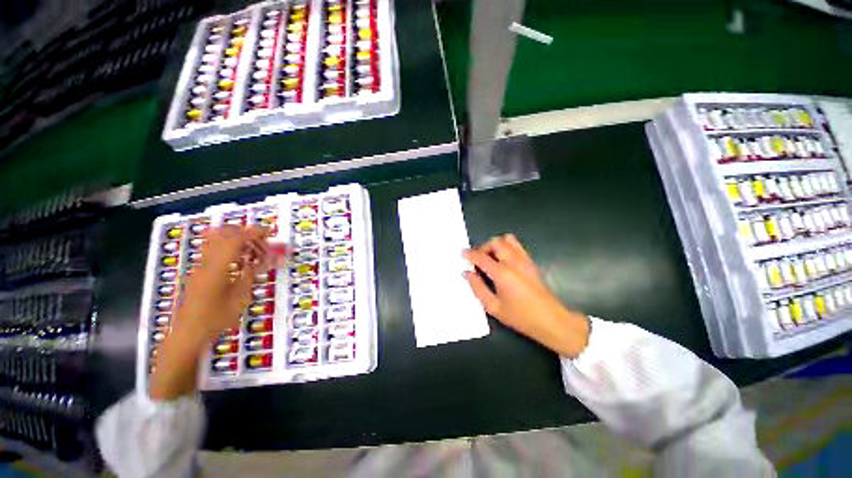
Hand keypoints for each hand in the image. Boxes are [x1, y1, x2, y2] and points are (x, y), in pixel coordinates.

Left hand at [150, 225, 269, 399]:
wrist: (188, 333)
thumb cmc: (216, 318)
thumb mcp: (240, 298)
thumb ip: (250, 275)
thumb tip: (261, 261)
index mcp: (218, 266)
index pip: (236, 239)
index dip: (254, 232)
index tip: (269, 232)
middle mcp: (207, 261)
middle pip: (224, 234)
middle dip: (245, 233)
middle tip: (262, 243)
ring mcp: (201, 266)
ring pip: (217, 241)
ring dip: (236, 240)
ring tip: (253, 251)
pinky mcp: (199, 272)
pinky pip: (215, 251)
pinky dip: (229, 249)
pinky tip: (240, 262)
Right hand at [463, 234, 589, 357]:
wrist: (551, 321)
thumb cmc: (520, 317)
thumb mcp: (493, 307)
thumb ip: (477, 288)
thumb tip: (467, 273)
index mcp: (502, 273)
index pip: (481, 257)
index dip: (469, 254)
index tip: (462, 254)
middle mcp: (513, 261)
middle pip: (495, 242)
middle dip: (483, 247)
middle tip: (477, 260)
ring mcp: (524, 260)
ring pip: (508, 240)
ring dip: (496, 245)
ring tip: (491, 258)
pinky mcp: (531, 262)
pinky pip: (517, 246)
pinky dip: (506, 247)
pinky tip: (503, 261)